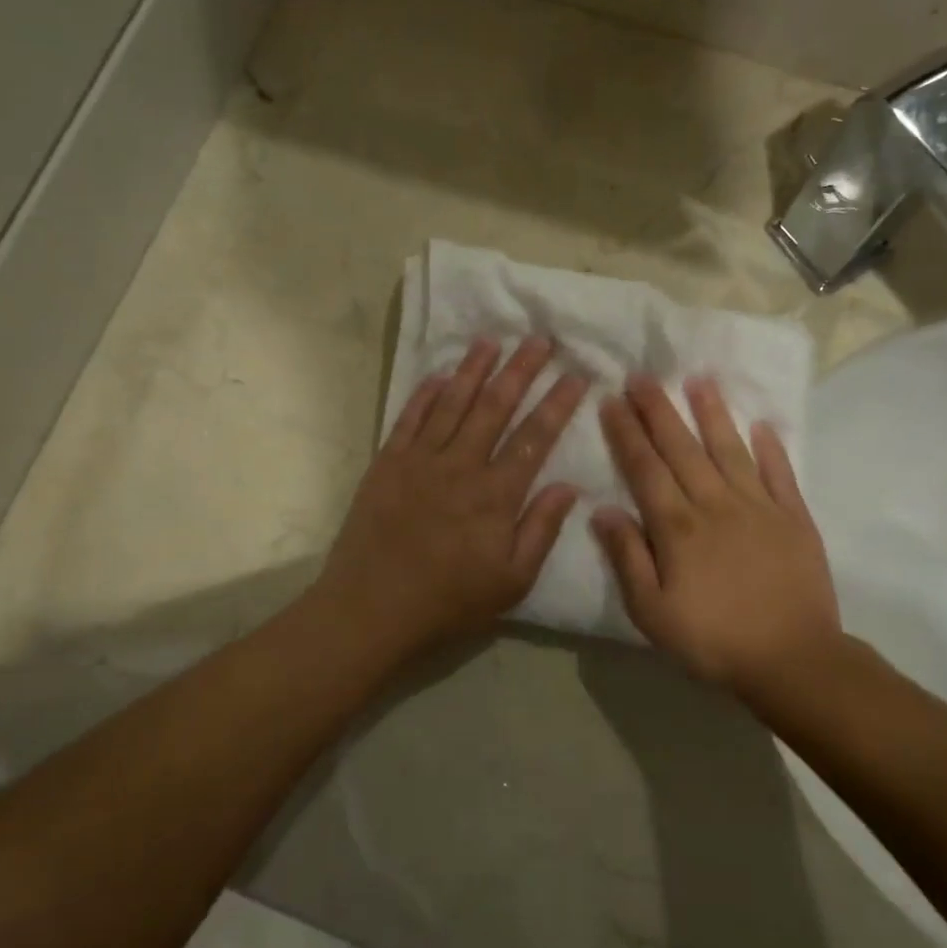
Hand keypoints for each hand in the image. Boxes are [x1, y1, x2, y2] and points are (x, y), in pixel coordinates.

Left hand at [317, 336, 587, 662]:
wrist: (370, 609)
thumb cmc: (448, 602)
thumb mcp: (511, 581)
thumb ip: (541, 530)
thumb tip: (570, 486)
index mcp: (496, 494)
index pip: (535, 437)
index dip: (557, 404)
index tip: (576, 375)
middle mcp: (460, 465)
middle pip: (495, 406)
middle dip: (520, 370)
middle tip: (539, 339)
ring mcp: (419, 460)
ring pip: (452, 403)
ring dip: (473, 369)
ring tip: (491, 341)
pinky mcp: (386, 464)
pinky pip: (409, 419)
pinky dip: (425, 394)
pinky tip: (439, 375)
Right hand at [593, 375, 844, 691]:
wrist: (792, 660)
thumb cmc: (712, 640)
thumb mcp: (652, 611)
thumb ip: (628, 558)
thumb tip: (603, 510)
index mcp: (677, 527)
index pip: (646, 468)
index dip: (627, 433)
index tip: (612, 400)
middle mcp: (715, 504)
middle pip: (682, 449)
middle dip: (658, 410)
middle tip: (643, 376)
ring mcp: (759, 507)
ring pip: (730, 450)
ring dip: (712, 414)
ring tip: (698, 380)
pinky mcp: (795, 518)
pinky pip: (780, 474)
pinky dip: (771, 448)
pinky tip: (761, 425)